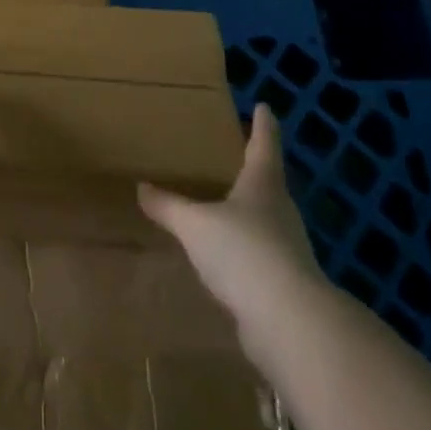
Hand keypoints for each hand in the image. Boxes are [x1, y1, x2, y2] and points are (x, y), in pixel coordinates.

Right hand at [139, 104, 325, 360]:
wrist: (288, 322)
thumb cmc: (243, 252)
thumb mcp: (195, 225)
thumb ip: (168, 206)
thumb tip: (142, 187)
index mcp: (263, 183)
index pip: (264, 143)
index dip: (263, 124)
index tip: (264, 106)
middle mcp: (280, 209)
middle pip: (268, 180)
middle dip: (252, 167)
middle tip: (232, 153)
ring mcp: (287, 247)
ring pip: (264, 218)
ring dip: (246, 209)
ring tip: (220, 203)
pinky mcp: (283, 282)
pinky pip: (258, 253)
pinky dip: (242, 248)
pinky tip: (224, 255)